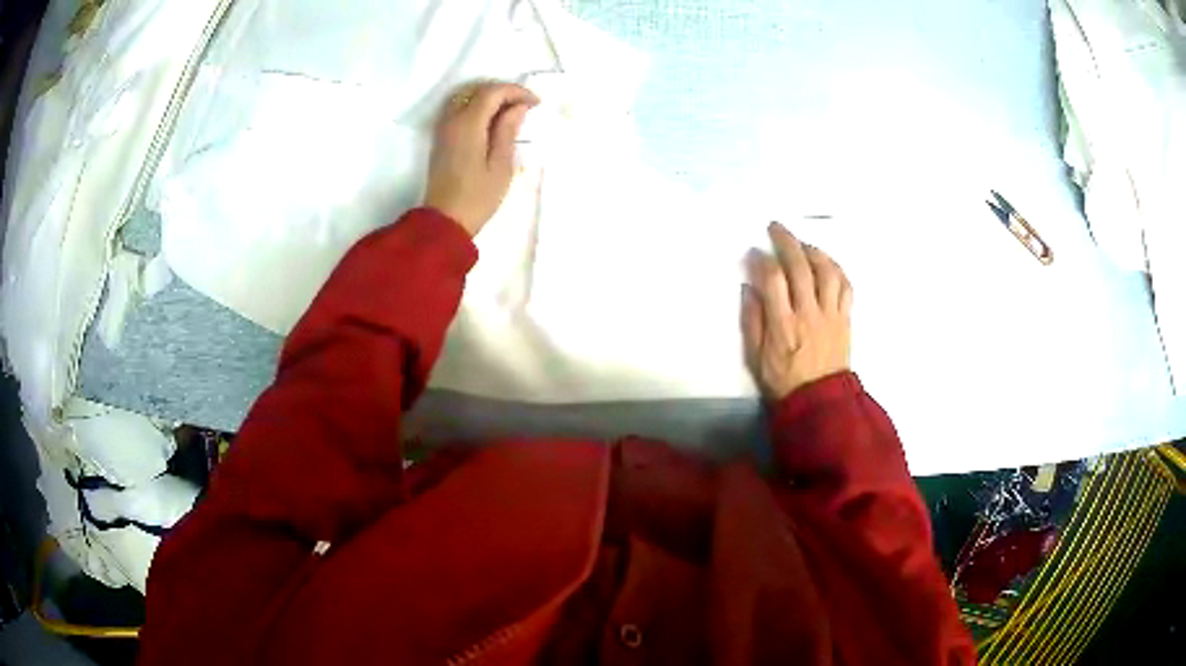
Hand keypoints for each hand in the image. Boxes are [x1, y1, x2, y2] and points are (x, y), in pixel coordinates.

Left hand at [425, 82, 539, 235]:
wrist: (445, 221)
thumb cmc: (478, 197)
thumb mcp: (501, 164)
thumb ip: (508, 130)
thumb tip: (517, 107)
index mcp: (468, 124)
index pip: (492, 92)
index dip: (516, 92)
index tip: (536, 103)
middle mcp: (452, 120)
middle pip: (477, 90)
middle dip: (503, 92)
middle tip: (525, 105)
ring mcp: (443, 128)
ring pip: (465, 97)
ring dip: (488, 97)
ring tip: (509, 111)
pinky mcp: (441, 139)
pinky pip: (458, 109)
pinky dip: (476, 107)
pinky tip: (491, 121)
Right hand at [742, 222, 852, 400]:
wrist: (820, 401)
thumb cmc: (783, 380)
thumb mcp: (755, 357)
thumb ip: (752, 321)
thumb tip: (749, 288)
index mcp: (783, 324)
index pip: (773, 280)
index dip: (763, 260)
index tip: (755, 251)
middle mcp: (809, 313)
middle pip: (801, 267)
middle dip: (787, 242)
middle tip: (777, 228)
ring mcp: (831, 314)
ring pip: (827, 272)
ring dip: (815, 251)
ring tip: (803, 244)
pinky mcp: (845, 319)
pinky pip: (846, 287)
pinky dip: (837, 269)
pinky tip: (828, 263)